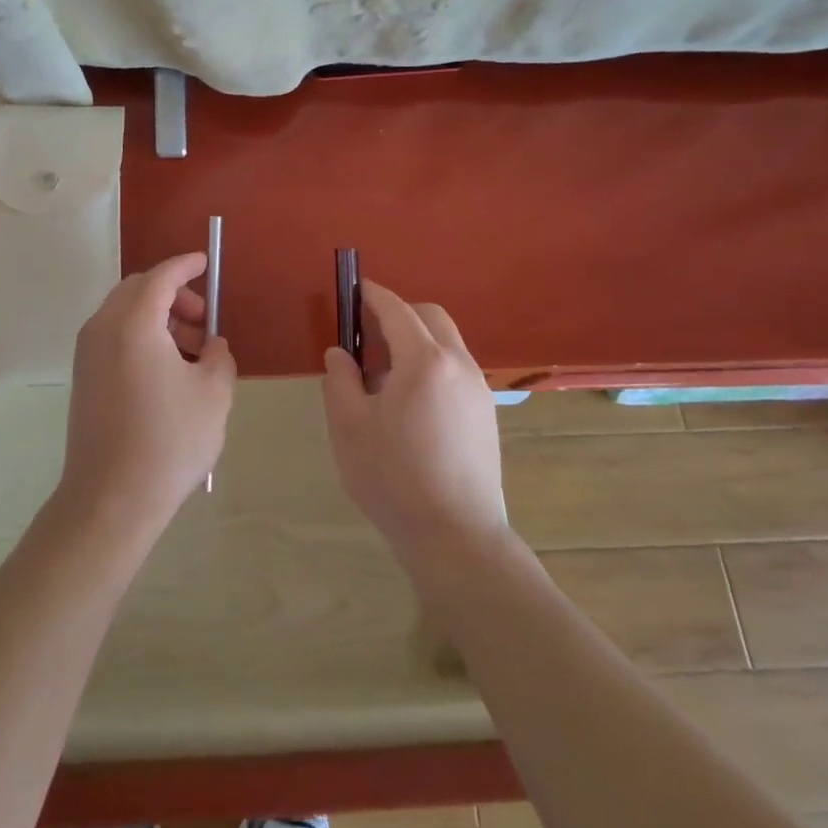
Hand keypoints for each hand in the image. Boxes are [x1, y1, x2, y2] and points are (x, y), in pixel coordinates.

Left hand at [56, 252, 234, 537]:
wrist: (110, 500)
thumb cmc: (169, 441)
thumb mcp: (213, 394)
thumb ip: (218, 357)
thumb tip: (211, 347)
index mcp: (134, 323)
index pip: (161, 277)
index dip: (185, 265)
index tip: (205, 262)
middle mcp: (103, 328)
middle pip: (138, 290)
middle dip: (173, 295)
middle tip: (202, 322)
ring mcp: (88, 354)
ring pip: (125, 314)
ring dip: (159, 318)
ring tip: (192, 354)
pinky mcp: (84, 378)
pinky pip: (114, 337)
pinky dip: (141, 337)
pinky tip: (167, 372)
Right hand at [322, 281, 506, 555]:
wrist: (456, 538)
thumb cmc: (394, 478)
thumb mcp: (349, 427)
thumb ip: (340, 380)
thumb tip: (340, 354)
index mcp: (424, 361)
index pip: (396, 309)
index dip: (372, 295)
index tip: (353, 290)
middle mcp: (458, 364)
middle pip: (429, 317)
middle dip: (398, 314)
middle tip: (367, 336)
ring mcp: (478, 388)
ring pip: (446, 342)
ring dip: (416, 341)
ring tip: (385, 376)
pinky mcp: (487, 413)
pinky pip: (456, 368)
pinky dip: (432, 364)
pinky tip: (411, 402)